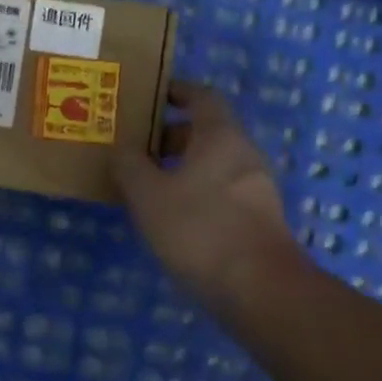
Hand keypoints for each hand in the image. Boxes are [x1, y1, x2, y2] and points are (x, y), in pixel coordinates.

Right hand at [112, 81, 303, 306]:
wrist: (259, 288)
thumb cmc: (199, 229)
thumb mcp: (148, 195)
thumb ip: (130, 166)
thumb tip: (122, 150)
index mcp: (220, 136)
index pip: (201, 96)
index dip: (176, 92)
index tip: (149, 96)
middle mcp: (244, 154)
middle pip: (206, 132)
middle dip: (170, 136)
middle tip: (135, 148)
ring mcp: (256, 189)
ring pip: (213, 164)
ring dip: (181, 168)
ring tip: (145, 185)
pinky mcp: (258, 220)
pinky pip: (221, 191)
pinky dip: (195, 193)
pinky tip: (171, 217)